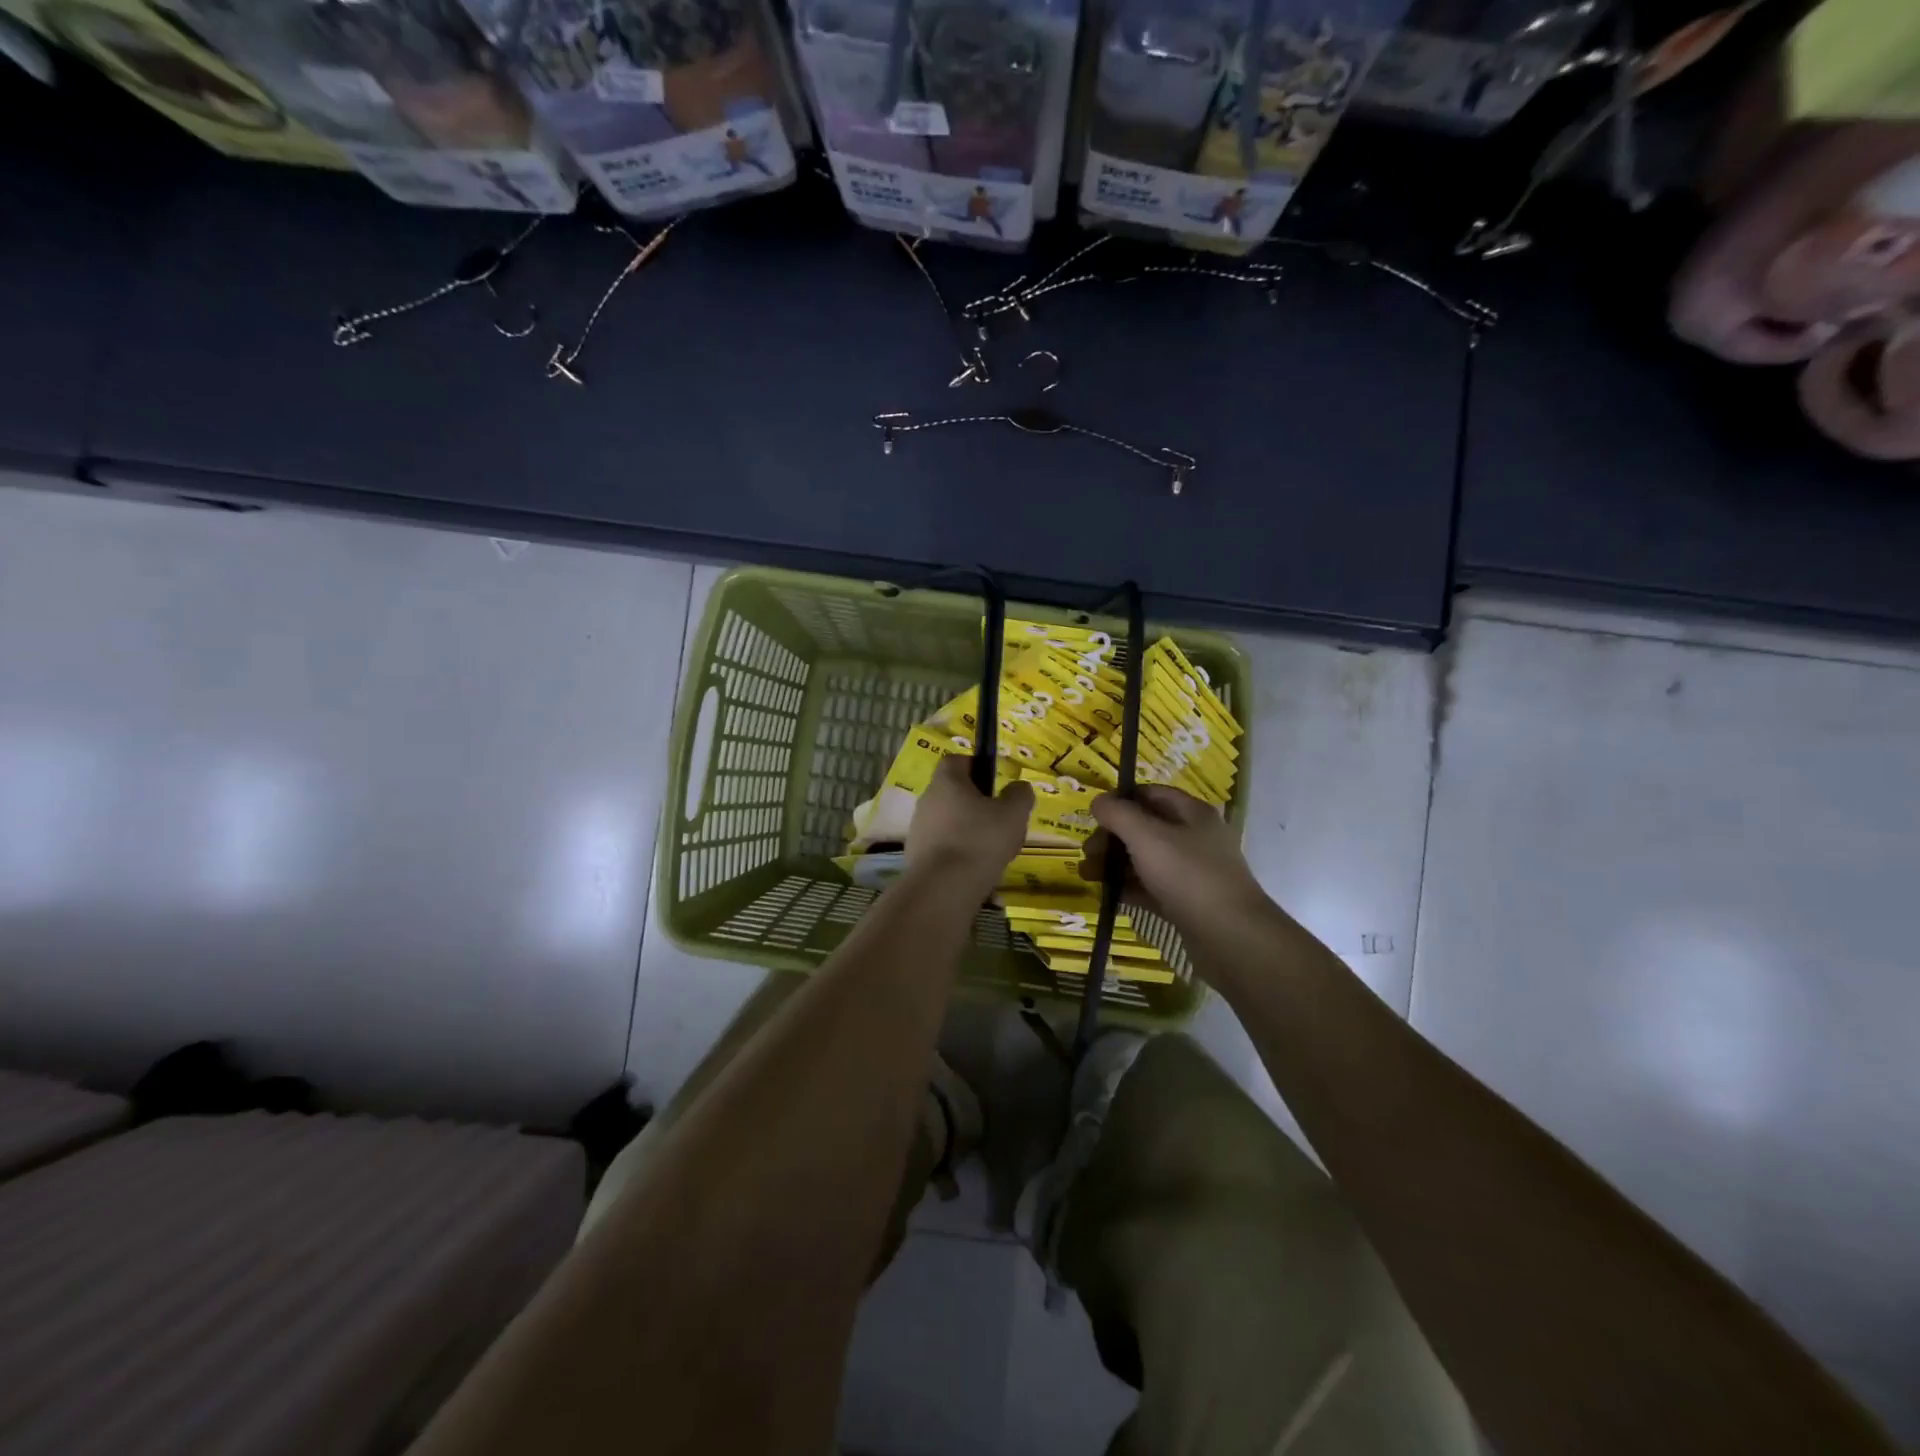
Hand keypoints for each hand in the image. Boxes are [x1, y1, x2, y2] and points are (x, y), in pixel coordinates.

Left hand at [905, 756, 1033, 894]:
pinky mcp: (917, 856)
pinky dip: (960, 853)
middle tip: (1001, 822)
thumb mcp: (1013, 814)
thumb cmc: (980, 840)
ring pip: (950, 822)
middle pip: (954, 793)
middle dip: (978, 805)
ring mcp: (918, 829)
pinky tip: (977, 870)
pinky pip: (944, 847)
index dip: (977, 767)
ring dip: (970, 831)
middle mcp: (927, 800)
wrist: (942, 889)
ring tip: (994, 852)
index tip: (995, 783)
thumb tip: (1018, 787)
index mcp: (946, 781)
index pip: (957, 760)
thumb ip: (1020, 795)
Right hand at [1081, 786, 1268, 931]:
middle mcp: (1194, 838)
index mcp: (1192, 813)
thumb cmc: (1188, 875)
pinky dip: (1129, 887)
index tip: (1093, 814)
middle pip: (1144, 827)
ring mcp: (1192, 872)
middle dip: (1112, 837)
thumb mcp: (1147, 837)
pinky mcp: (1187, 902)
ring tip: (1087, 875)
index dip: (1120, 799)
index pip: (1150, 794)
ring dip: (1114, 863)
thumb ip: (1118, 814)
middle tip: (1088, 851)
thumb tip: (1098, 801)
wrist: (1231, 936)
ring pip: (1145, 859)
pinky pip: (1151, 887)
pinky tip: (1107, 894)